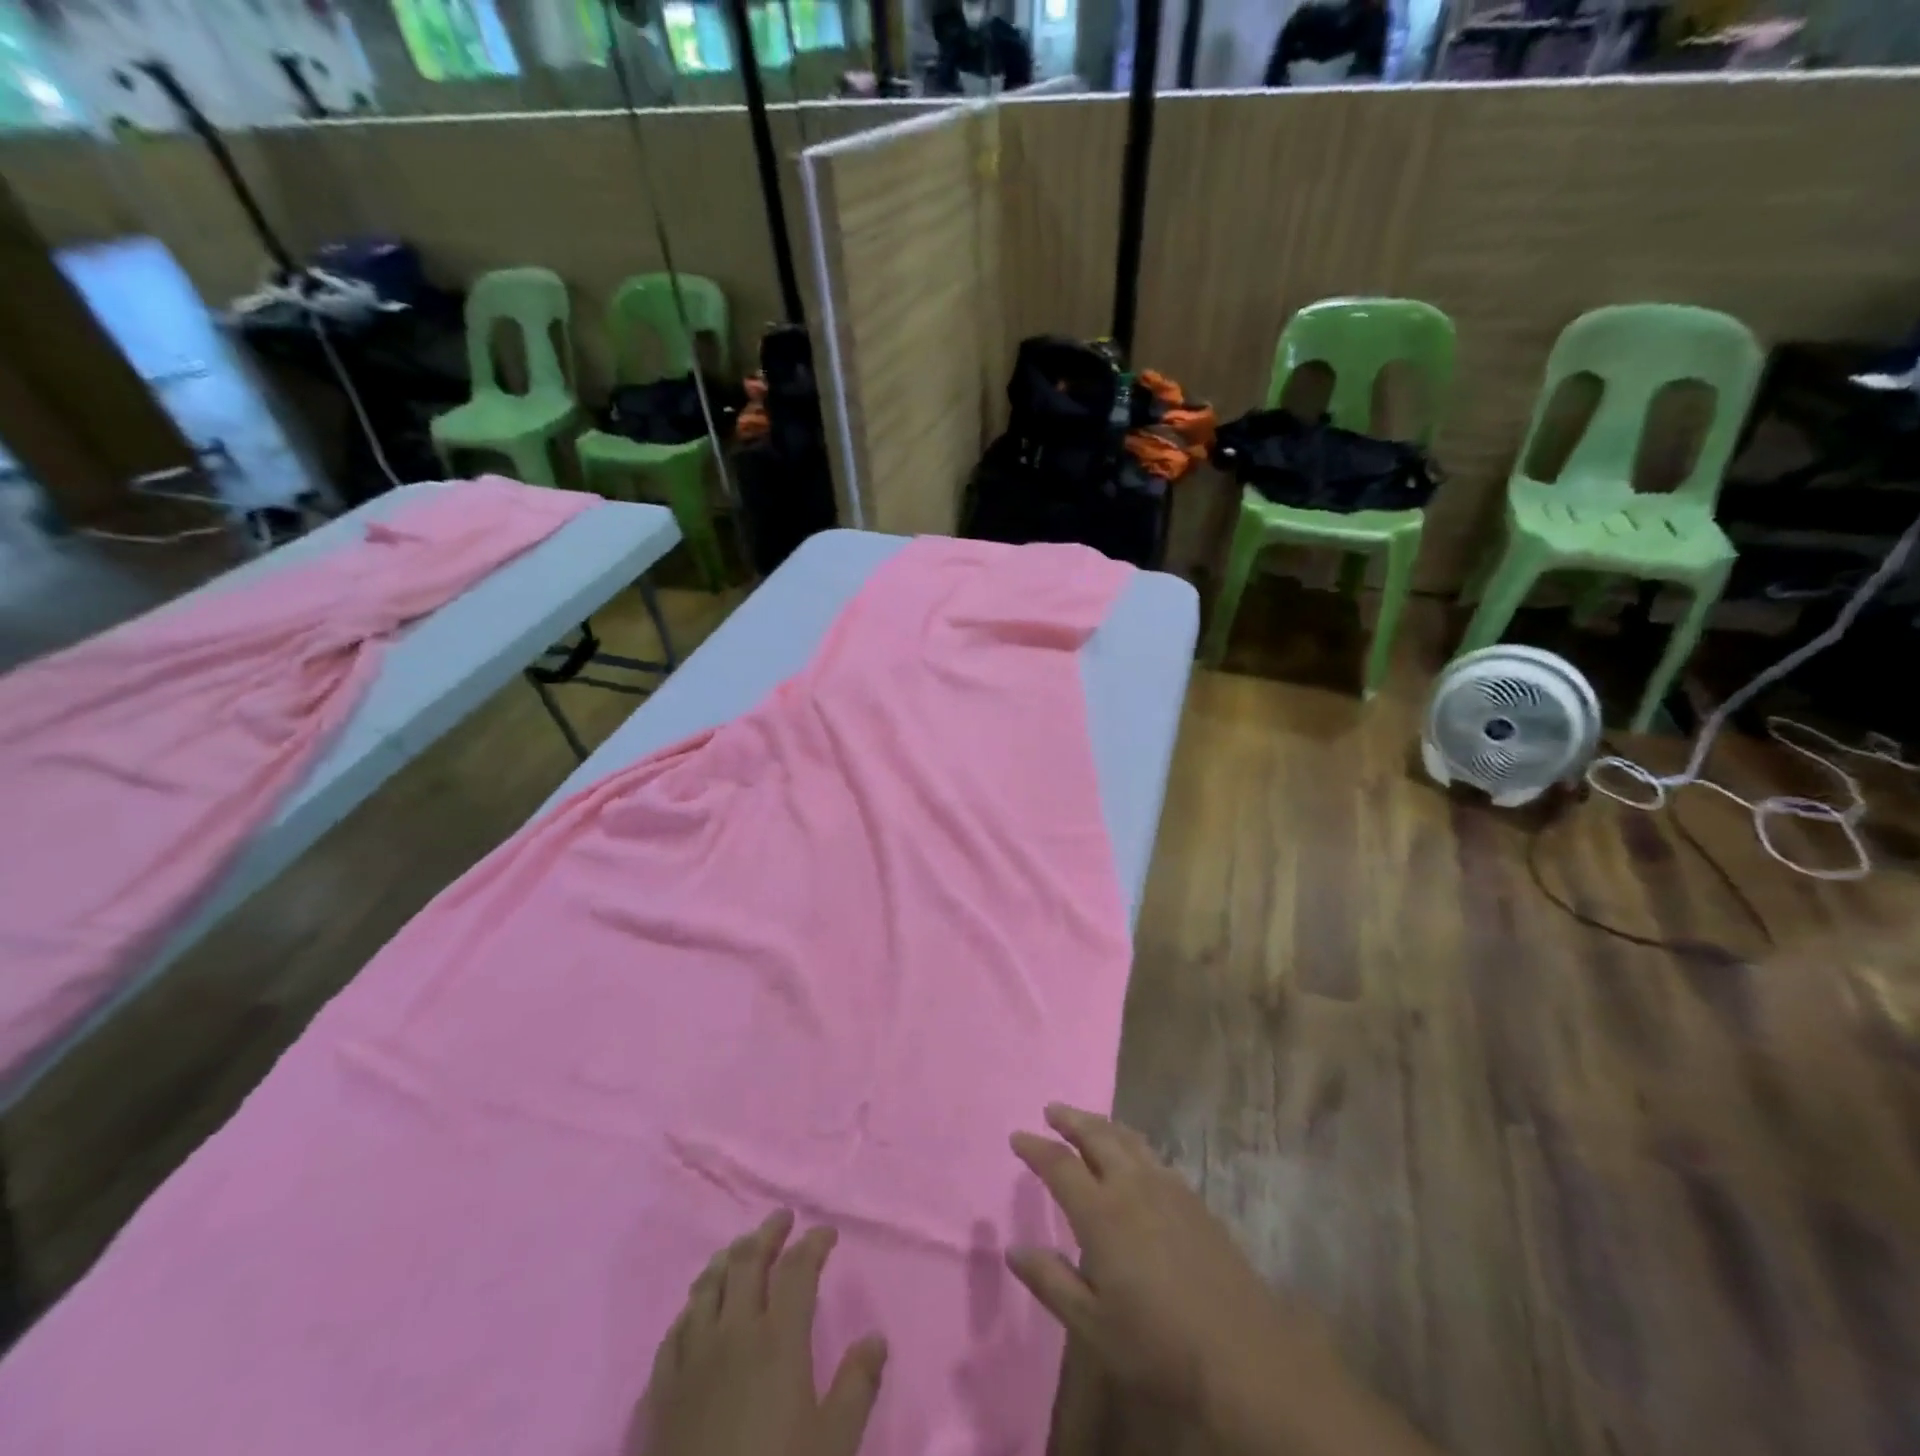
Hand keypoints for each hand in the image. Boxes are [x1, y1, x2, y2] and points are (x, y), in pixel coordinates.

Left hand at [633, 1210, 887, 1455]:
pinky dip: (692, 1307)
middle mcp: (733, 1333)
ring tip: (740, 1250)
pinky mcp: (662, 1392)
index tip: (827, 1232)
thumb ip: (858, 1385)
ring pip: (706, 1287)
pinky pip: (674, 1330)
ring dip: (727, 1260)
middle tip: (782, 1219)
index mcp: (778, 1339)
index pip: (798, 1269)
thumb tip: (876, 1338)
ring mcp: (692, 1360)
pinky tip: (696, 1310)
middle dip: (768, 1233)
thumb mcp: (834, 1444)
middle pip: (747, 1262)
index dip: (814, 1242)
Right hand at [1006, 1105, 1438, 1455]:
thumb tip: (1014, 1248)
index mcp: (1101, 1212)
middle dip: (1071, 1120)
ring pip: (1128, 1139)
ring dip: (1102, 1125)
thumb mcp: (1093, 1325)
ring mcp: (1167, 1188)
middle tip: (1052, 1110)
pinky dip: (1132, 1143)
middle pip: (1097, 1136)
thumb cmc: (1158, 1344)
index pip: (1059, 1165)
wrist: (1243, 1353)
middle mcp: (1132, 1186)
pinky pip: (1153, 1155)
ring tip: (1088, 1121)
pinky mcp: (1194, 1200)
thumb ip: (1051, 1281)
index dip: (1036, 1148)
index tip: (1018, 1136)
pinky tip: (1134, 1157)